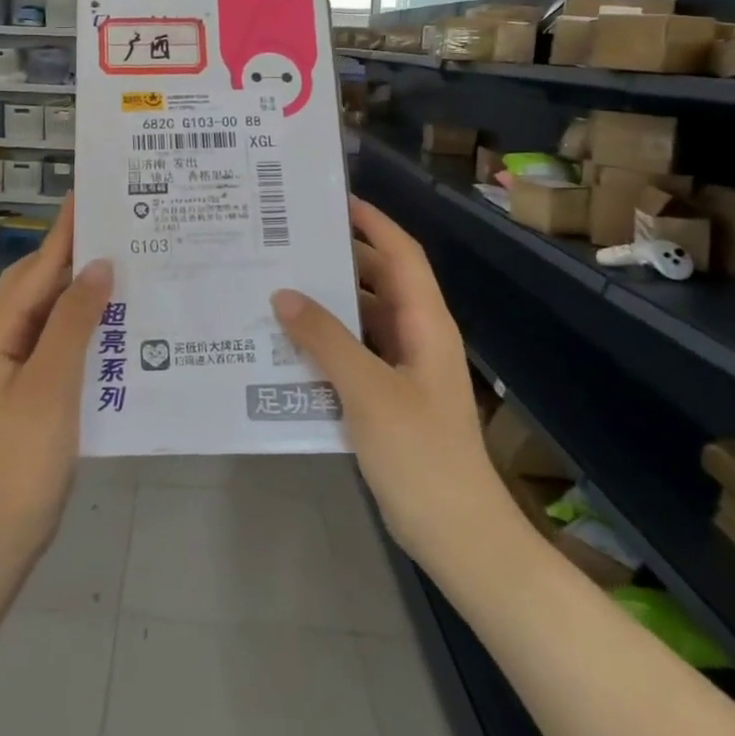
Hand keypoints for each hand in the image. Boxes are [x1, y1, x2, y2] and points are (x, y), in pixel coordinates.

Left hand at [0, 199, 112, 563]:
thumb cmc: (22, 456)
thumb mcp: (51, 383)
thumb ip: (74, 320)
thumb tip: (99, 265)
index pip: (38, 267)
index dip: (64, 230)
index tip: (89, 194)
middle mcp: (1, 338)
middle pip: (40, 283)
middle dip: (76, 254)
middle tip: (122, 230)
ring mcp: (15, 365)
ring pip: (52, 311)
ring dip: (83, 290)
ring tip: (127, 268)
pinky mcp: (32, 389)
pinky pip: (60, 341)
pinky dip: (86, 325)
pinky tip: (118, 326)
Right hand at [271, 197, 508, 565]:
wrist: (458, 535)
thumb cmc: (421, 455)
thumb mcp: (368, 391)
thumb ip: (325, 340)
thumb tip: (284, 295)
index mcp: (425, 324)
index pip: (401, 254)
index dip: (372, 222)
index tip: (331, 200)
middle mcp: (417, 337)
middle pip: (378, 281)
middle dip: (338, 257)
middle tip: (286, 241)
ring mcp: (403, 369)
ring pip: (362, 319)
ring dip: (327, 303)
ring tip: (276, 285)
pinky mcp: (388, 398)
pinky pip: (354, 353)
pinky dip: (325, 343)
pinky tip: (286, 345)